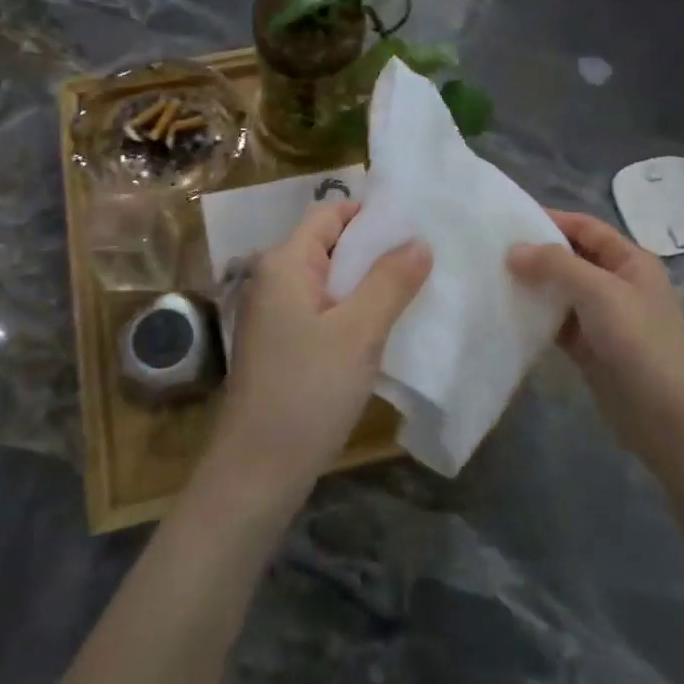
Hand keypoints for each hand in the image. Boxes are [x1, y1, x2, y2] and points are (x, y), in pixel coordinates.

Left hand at [207, 201, 430, 504]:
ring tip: (415, 287)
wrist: (258, 470)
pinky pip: (323, 310)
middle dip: (376, 249)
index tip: (416, 223)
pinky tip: (385, 325)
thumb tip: (418, 241)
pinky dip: (353, 309)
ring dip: (368, 282)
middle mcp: (273, 279)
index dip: (371, 213)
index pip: (330, 213)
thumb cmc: (308, 390)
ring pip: (329, 281)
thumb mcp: (359, 331)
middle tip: (426, 255)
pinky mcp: (282, 344)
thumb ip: (390, 281)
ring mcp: (275, 314)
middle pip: (330, 245)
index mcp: (285, 263)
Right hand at [508, 210, 683, 462]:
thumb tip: (513, 250)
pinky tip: (508, 312)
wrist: (665, 416)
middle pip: (572, 258)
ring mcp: (603, 318)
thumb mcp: (599, 291)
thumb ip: (555, 265)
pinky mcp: (590, 348)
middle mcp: (618, 284)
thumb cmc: (638, 340)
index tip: (510, 218)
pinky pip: (557, 323)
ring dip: (534, 285)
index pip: (587, 228)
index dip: (552, 219)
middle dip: (537, 253)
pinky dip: (536, 316)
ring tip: (493, 277)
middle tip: (493, 250)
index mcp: (631, 261)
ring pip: (562, 291)